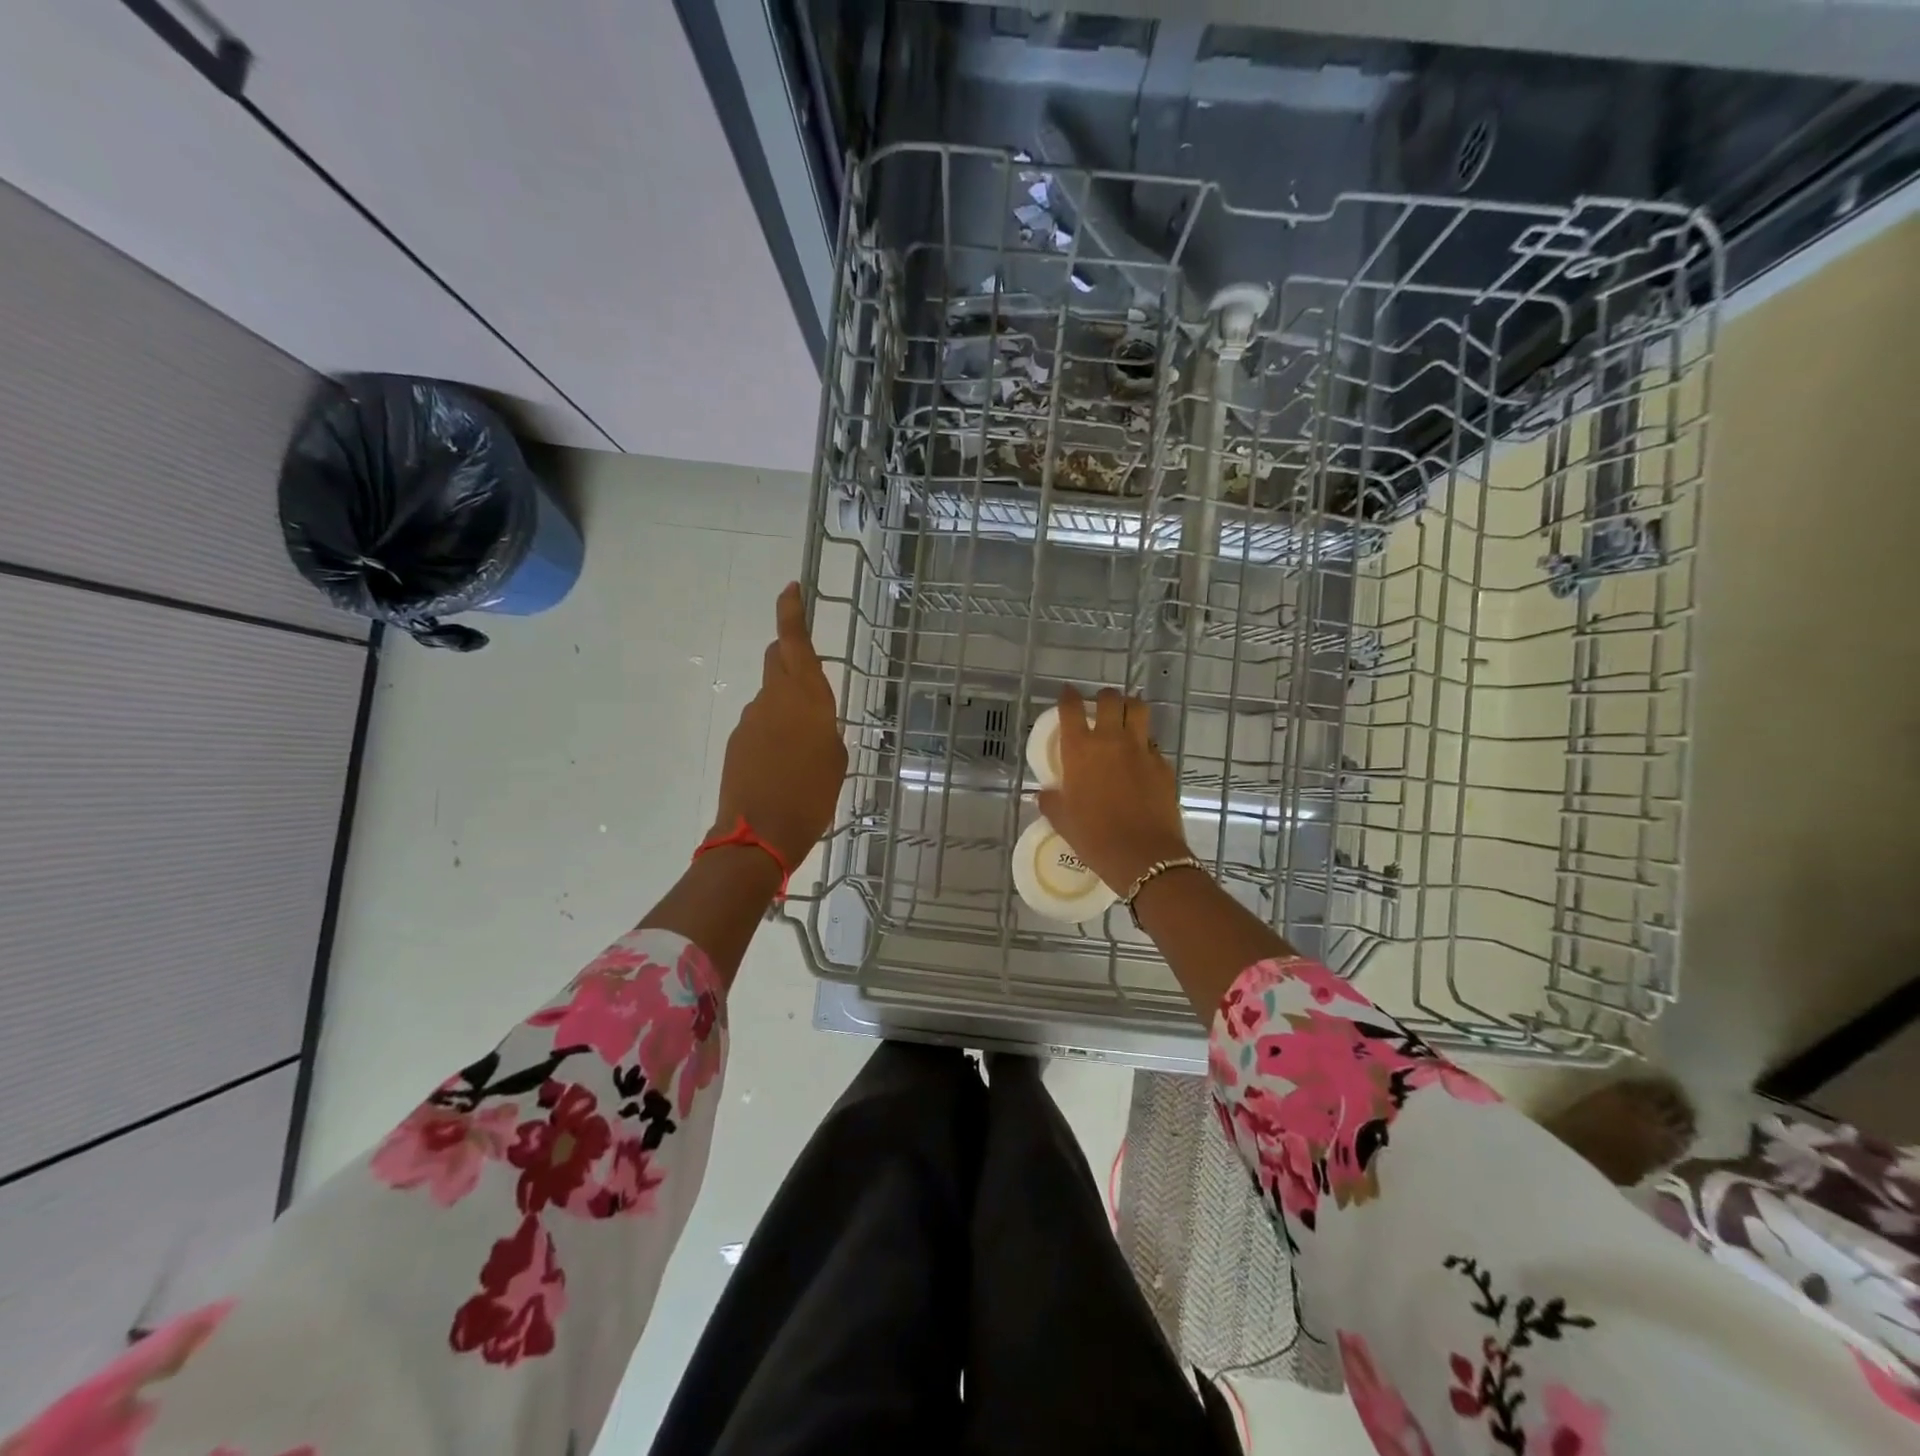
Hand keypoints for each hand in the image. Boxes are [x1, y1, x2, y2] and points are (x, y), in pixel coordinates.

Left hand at [712, 583, 847, 869]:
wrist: (758, 834)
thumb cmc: (812, 795)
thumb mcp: (836, 760)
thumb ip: (825, 731)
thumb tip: (811, 725)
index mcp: (805, 697)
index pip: (794, 641)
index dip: (791, 611)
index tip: (791, 588)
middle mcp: (773, 699)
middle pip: (777, 661)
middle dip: (790, 656)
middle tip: (810, 679)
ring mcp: (749, 720)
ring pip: (770, 699)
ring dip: (785, 710)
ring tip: (803, 751)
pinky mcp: (736, 743)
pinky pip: (759, 727)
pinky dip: (773, 736)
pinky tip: (784, 768)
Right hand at [1036, 685, 1189, 891]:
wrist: (1143, 855)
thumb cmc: (1094, 837)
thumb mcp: (1063, 820)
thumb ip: (1051, 801)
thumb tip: (1044, 794)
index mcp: (1080, 749)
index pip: (1072, 708)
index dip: (1068, 696)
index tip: (1067, 693)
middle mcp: (1111, 740)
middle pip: (1110, 699)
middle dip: (1104, 697)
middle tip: (1100, 706)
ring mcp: (1141, 749)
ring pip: (1138, 710)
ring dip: (1130, 707)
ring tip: (1125, 716)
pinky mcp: (1163, 764)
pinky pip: (1153, 743)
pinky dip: (1145, 744)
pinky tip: (1140, 758)